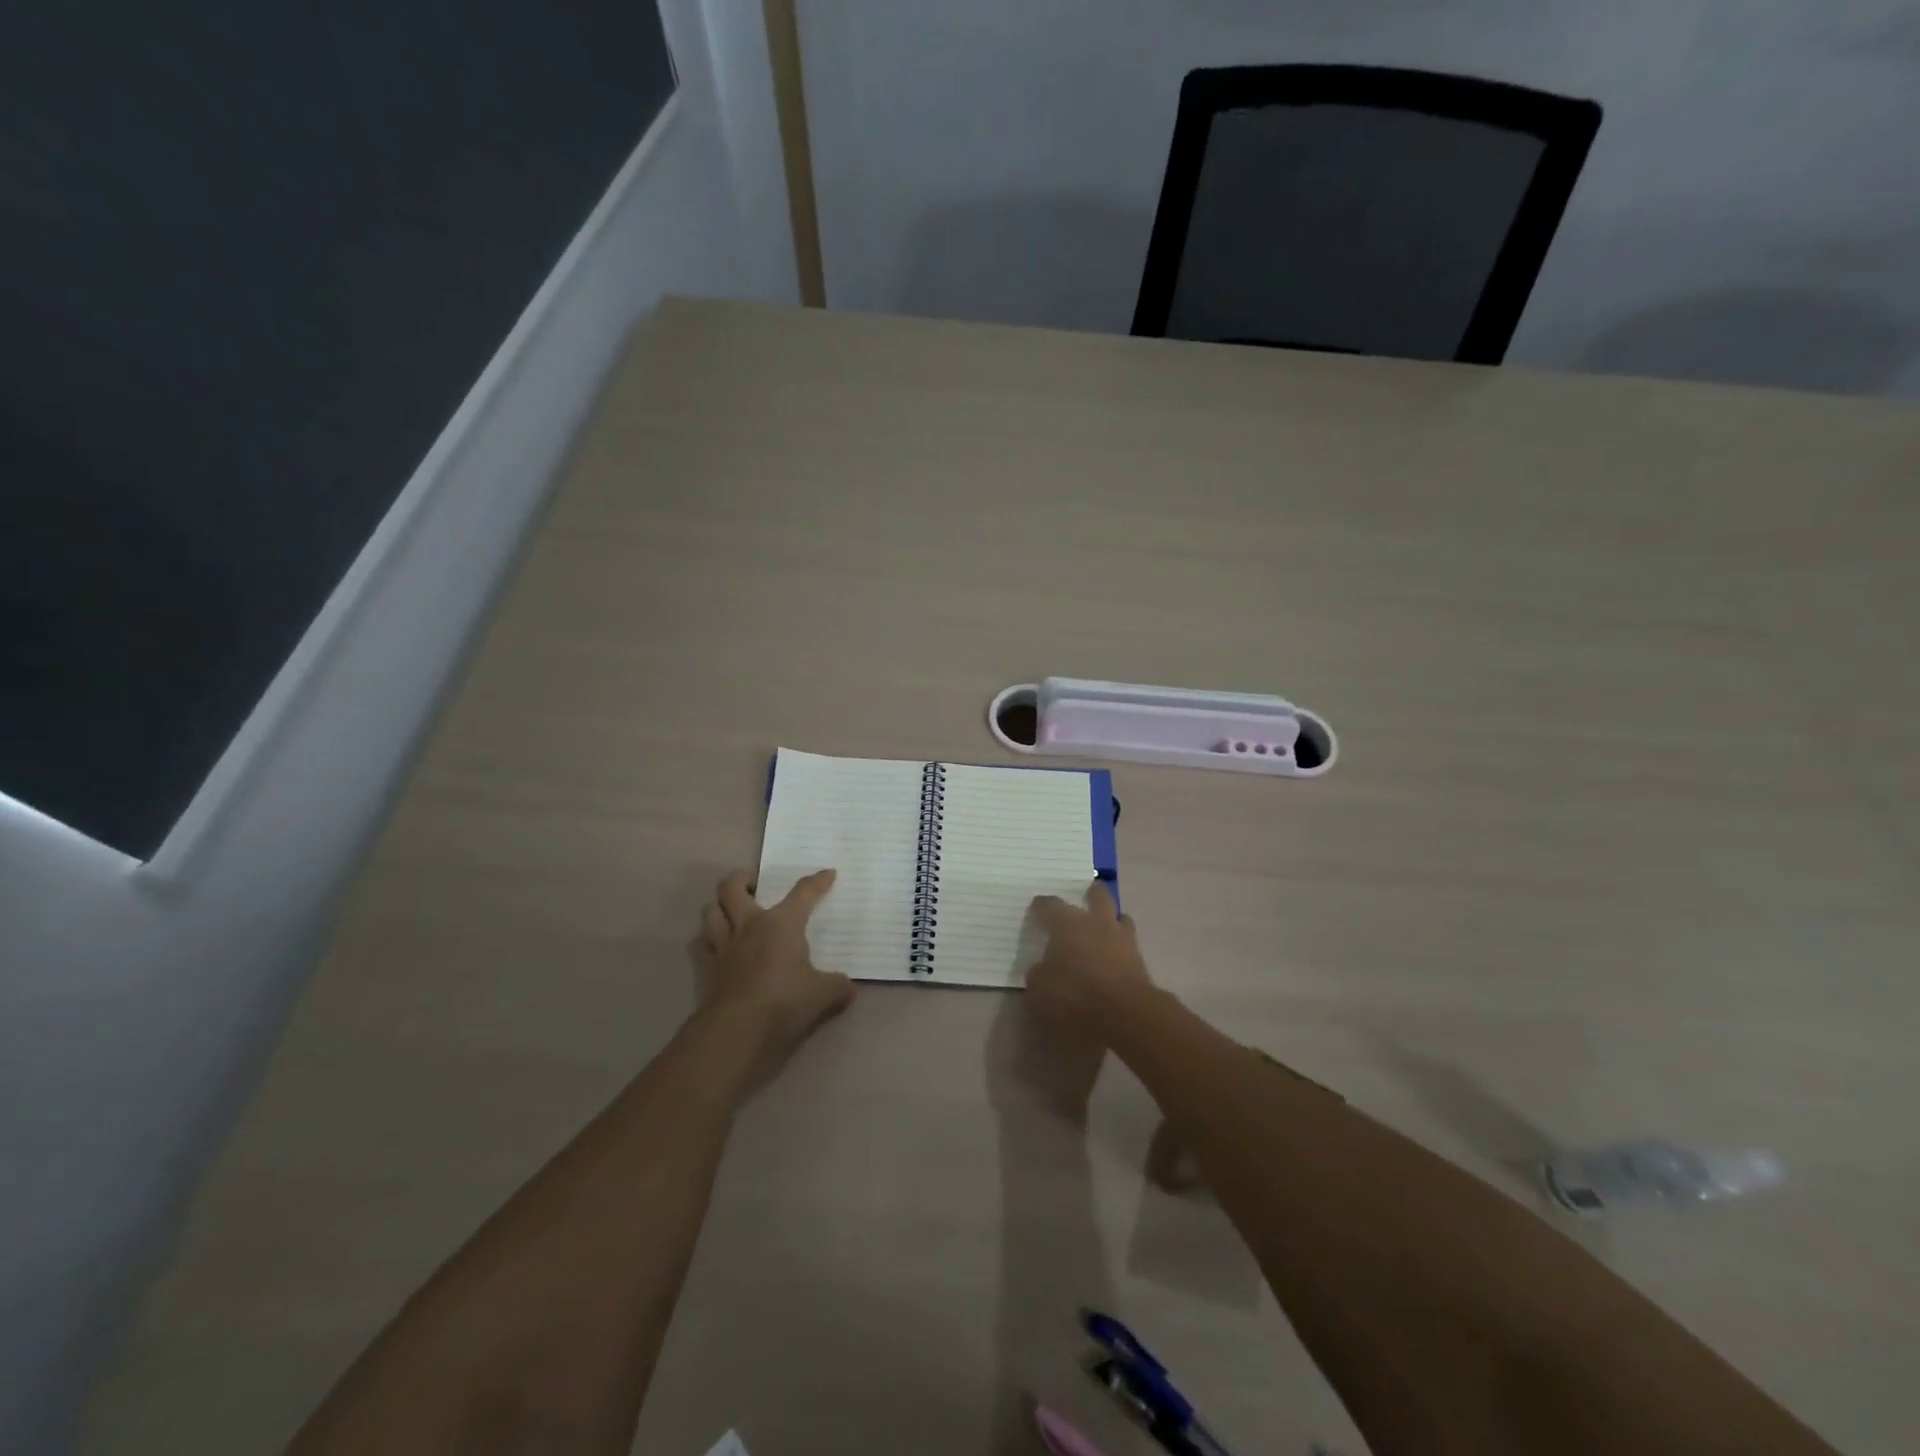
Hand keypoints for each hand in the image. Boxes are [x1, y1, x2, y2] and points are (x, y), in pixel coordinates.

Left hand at [701, 869, 854, 1076]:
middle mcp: (749, 926)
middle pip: (731, 888)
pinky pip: (706, 945)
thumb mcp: (823, 994)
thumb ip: (837, 986)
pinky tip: (725, 949)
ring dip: (720, 906)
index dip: (817, 881)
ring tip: (733, 911)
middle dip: (741, 879)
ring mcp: (725, 947)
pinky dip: (712, 940)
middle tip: (754, 884)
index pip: (803, 892)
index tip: (828, 874)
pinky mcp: (709, 970)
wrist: (737, 1029)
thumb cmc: (785, 1001)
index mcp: (781, 923)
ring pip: (711, 911)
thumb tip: (847, 987)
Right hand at [1026, 881, 1153, 1044]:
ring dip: (1112, 920)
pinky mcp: (1140, 961)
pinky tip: (1114, 956)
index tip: (1037, 908)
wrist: (1125, 1015)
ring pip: (1120, 917)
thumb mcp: (1039, 989)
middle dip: (1092, 894)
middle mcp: (1096, 923)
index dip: (1042, 906)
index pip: (1050, 905)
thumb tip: (1042, 967)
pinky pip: (1129, 944)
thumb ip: (1038, 973)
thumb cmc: (1074, 996)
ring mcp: (1122, 939)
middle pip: (1098, 896)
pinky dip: (1121, 947)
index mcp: (1067, 924)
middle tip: (1086, 897)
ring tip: (1104, 927)